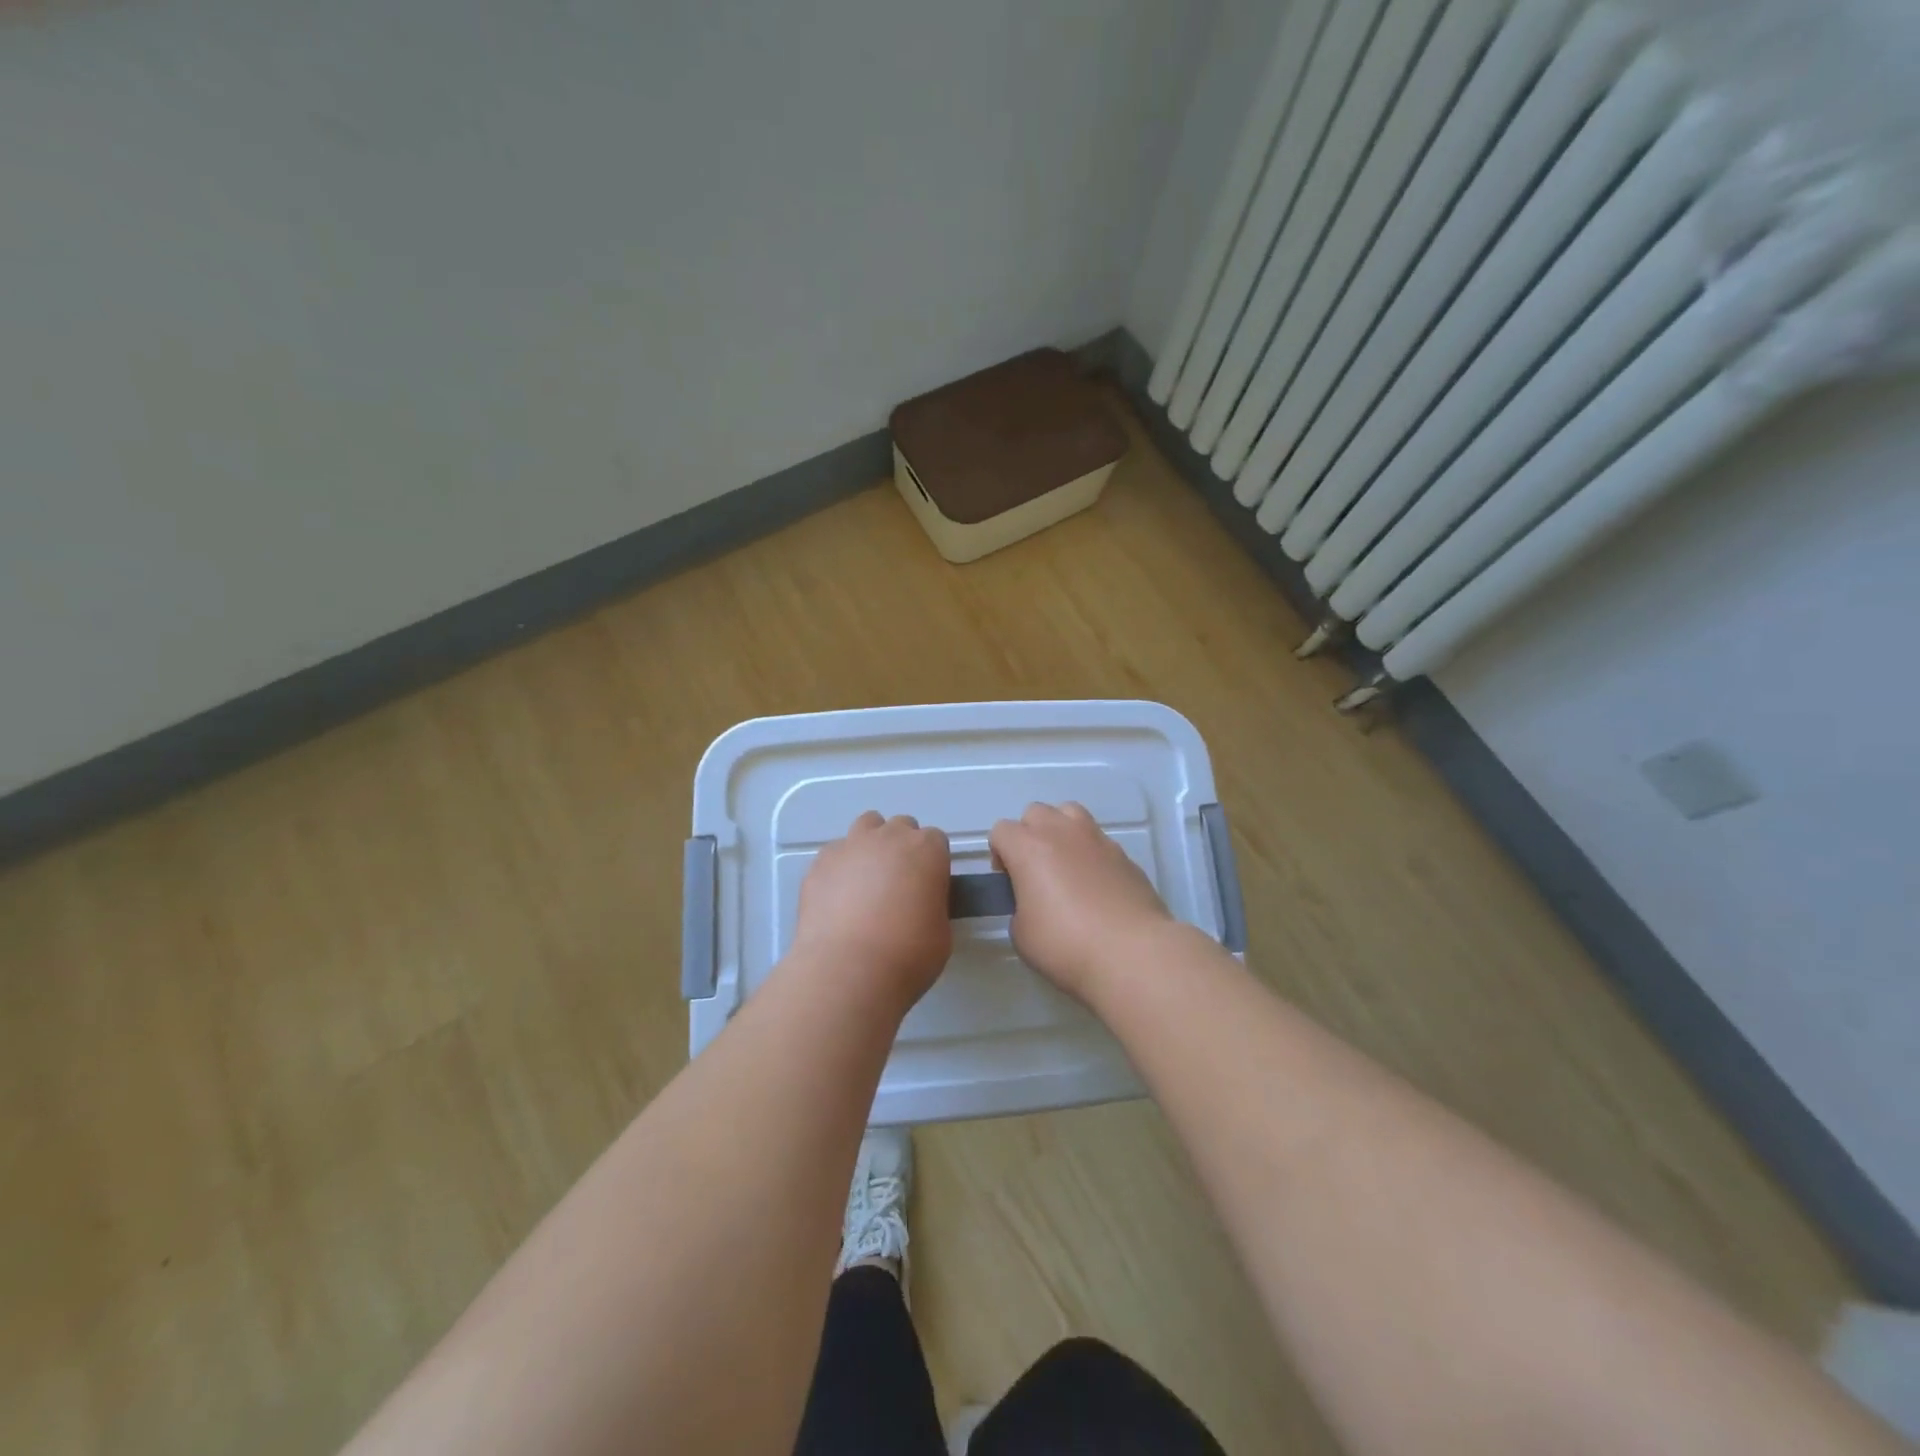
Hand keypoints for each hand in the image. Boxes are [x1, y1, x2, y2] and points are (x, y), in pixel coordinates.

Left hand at [788, 812, 952, 1011]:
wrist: (848, 969)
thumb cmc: (907, 954)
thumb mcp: (941, 932)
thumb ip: (932, 905)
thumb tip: (919, 905)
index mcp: (926, 850)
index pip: (935, 841)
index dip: (932, 863)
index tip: (927, 887)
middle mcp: (889, 837)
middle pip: (900, 827)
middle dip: (902, 848)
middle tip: (898, 885)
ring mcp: (851, 845)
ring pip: (866, 827)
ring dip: (871, 846)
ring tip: (866, 882)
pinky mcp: (820, 862)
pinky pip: (836, 853)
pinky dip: (840, 867)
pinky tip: (838, 897)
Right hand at [989, 802, 1174, 999]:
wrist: (1131, 953)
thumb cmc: (1066, 945)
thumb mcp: (1022, 934)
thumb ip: (1020, 906)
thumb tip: (1034, 902)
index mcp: (1029, 848)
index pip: (1001, 830)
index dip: (999, 854)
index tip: (1008, 882)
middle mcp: (1062, 832)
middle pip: (1035, 812)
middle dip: (1029, 835)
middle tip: (1035, 871)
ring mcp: (1097, 839)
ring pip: (1070, 813)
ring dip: (1061, 831)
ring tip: (1065, 867)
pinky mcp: (1124, 855)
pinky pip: (1098, 841)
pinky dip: (1090, 854)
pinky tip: (1096, 887)